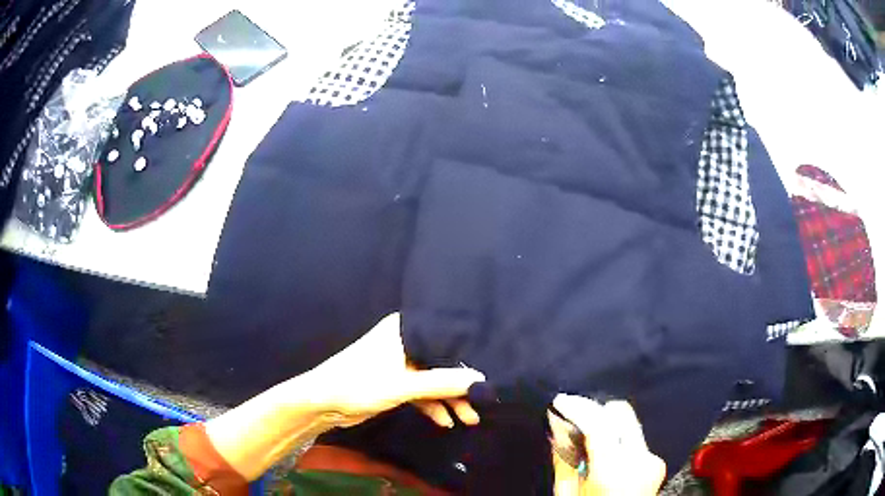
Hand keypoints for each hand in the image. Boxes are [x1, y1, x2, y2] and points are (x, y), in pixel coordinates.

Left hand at [205, 312, 484, 480]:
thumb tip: (482, 381)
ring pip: (433, 379)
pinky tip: (446, 420)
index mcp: (405, 330)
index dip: (468, 356)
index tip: (492, 372)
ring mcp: (400, 363)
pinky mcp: (395, 382)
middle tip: (482, 403)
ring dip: (449, 399)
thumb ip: (442, 383)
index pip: (445, 338)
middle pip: (441, 362)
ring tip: (470, 418)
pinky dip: (433, 405)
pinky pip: (421, 391)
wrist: (322, 403)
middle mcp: (405, 342)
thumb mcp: (404, 385)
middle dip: (460, 385)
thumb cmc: (359, 384)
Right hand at [550, 395, 665, 495]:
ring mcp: (653, 460)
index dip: (578, 406)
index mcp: (615, 471)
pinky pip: (633, 440)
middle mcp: (641, 460)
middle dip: (595, 412)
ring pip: (628, 424)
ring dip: (606, 427)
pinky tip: (603, 455)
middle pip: (621, 414)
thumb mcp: (567, 494)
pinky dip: (616, 440)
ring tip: (586, 443)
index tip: (560, 401)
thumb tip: (557, 426)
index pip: (599, 423)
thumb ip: (563, 459)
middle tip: (573, 421)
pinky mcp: (656, 462)